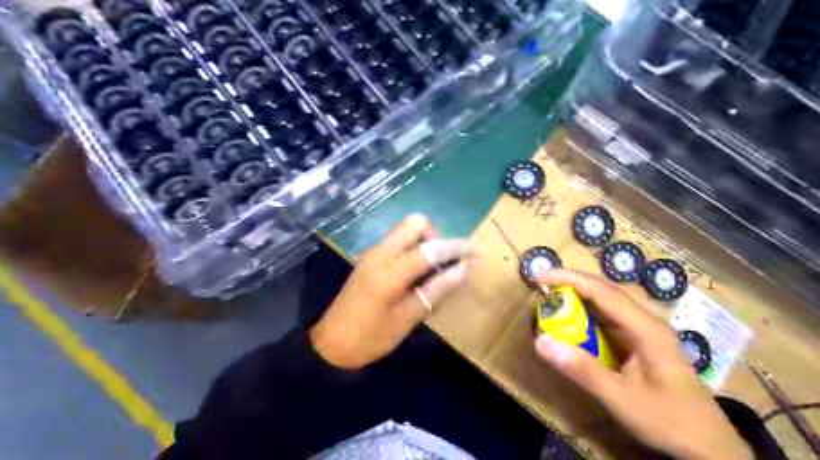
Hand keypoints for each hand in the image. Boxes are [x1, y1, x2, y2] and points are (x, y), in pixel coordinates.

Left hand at [309, 213, 474, 370]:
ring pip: (404, 231)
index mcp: (390, 269)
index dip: (458, 248)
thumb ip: (437, 290)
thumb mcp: (408, 318)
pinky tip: (415, 275)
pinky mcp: (368, 259)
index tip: (477, 251)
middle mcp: (380, 253)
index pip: (431, 248)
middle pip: (415, 223)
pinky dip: (411, 250)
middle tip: (443, 263)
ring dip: (423, 242)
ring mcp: (372, 254)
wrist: (331, 346)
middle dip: (435, 237)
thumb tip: (465, 270)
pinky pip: (396, 243)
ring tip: (431, 271)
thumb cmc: (371, 337)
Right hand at [536, 270, 751, 459]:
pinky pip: (610, 318)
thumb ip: (581, 369)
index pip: (602, 291)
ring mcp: (646, 330)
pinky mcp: (643, 341)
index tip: (540, 277)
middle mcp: (646, 321)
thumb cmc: (668, 419)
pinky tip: (574, 321)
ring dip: (579, 296)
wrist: (711, 446)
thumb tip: (541, 341)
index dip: (569, 279)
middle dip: (571, 283)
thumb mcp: (620, 398)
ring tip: (552, 297)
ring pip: (608, 302)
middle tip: (541, 286)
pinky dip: (587, 313)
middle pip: (605, 290)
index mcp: (645, 328)